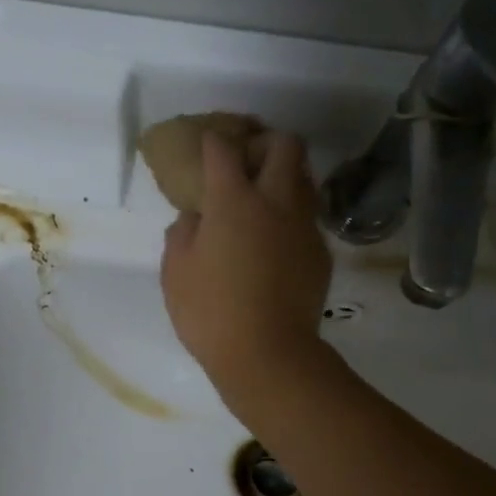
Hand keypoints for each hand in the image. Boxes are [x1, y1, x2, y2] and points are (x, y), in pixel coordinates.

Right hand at [161, 130, 332, 413]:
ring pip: (303, 177)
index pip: (223, 149)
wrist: (267, 354)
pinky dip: (290, 215)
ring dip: (283, 176)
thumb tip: (196, 217)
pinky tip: (273, 242)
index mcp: (233, 201)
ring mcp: (303, 226)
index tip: (205, 145)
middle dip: (263, 143)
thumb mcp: (175, 272)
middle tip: (244, 164)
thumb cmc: (210, 313)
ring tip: (261, 200)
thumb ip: (182, 233)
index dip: (212, 141)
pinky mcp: (319, 252)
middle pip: (284, 145)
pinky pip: (307, 217)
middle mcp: (276, 201)